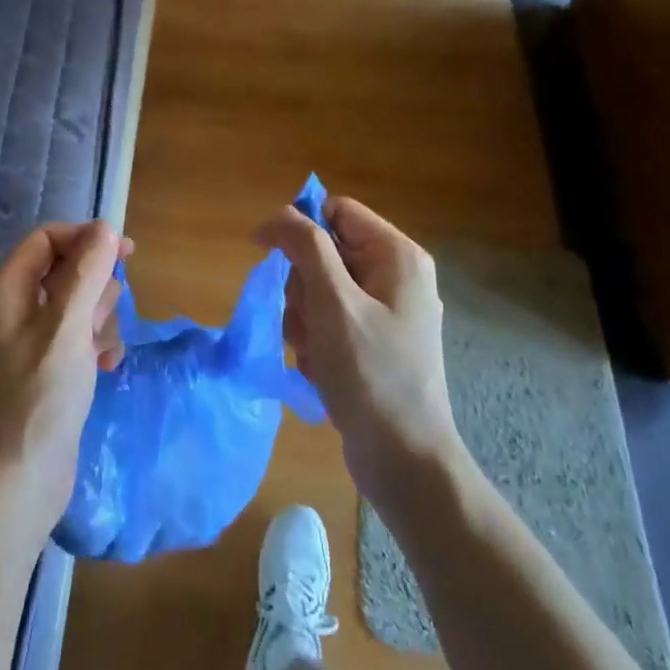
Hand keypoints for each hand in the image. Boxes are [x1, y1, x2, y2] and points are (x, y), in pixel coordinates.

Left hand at [0, 221, 129, 552]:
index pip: (46, 240)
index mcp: (5, 290)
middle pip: (66, 271)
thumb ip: (87, 273)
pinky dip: (96, 345)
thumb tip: (105, 228)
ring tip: (100, 354)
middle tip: (99, 322)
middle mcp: (13, 309)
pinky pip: (79, 336)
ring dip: (100, 321)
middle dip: (94, 292)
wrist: (20, 479)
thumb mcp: (68, 328)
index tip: (127, 252)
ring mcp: (29, 340)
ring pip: (78, 305)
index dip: (85, 239)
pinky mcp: (46, 366)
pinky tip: (106, 368)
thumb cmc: (39, 397)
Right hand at [253, 195, 462, 511]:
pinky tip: (320, 367)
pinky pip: (328, 320)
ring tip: (314, 352)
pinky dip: (314, 340)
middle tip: (307, 321)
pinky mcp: (374, 341)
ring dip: (303, 318)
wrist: (403, 459)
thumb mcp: (333, 303)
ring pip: (318, 289)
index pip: (336, 211)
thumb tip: (279, 215)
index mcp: (397, 255)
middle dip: (301, 286)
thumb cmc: (369, 374)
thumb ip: (306, 247)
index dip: (298, 226)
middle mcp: (395, 275)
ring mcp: (386, 311)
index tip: (266, 253)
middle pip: (323, 252)